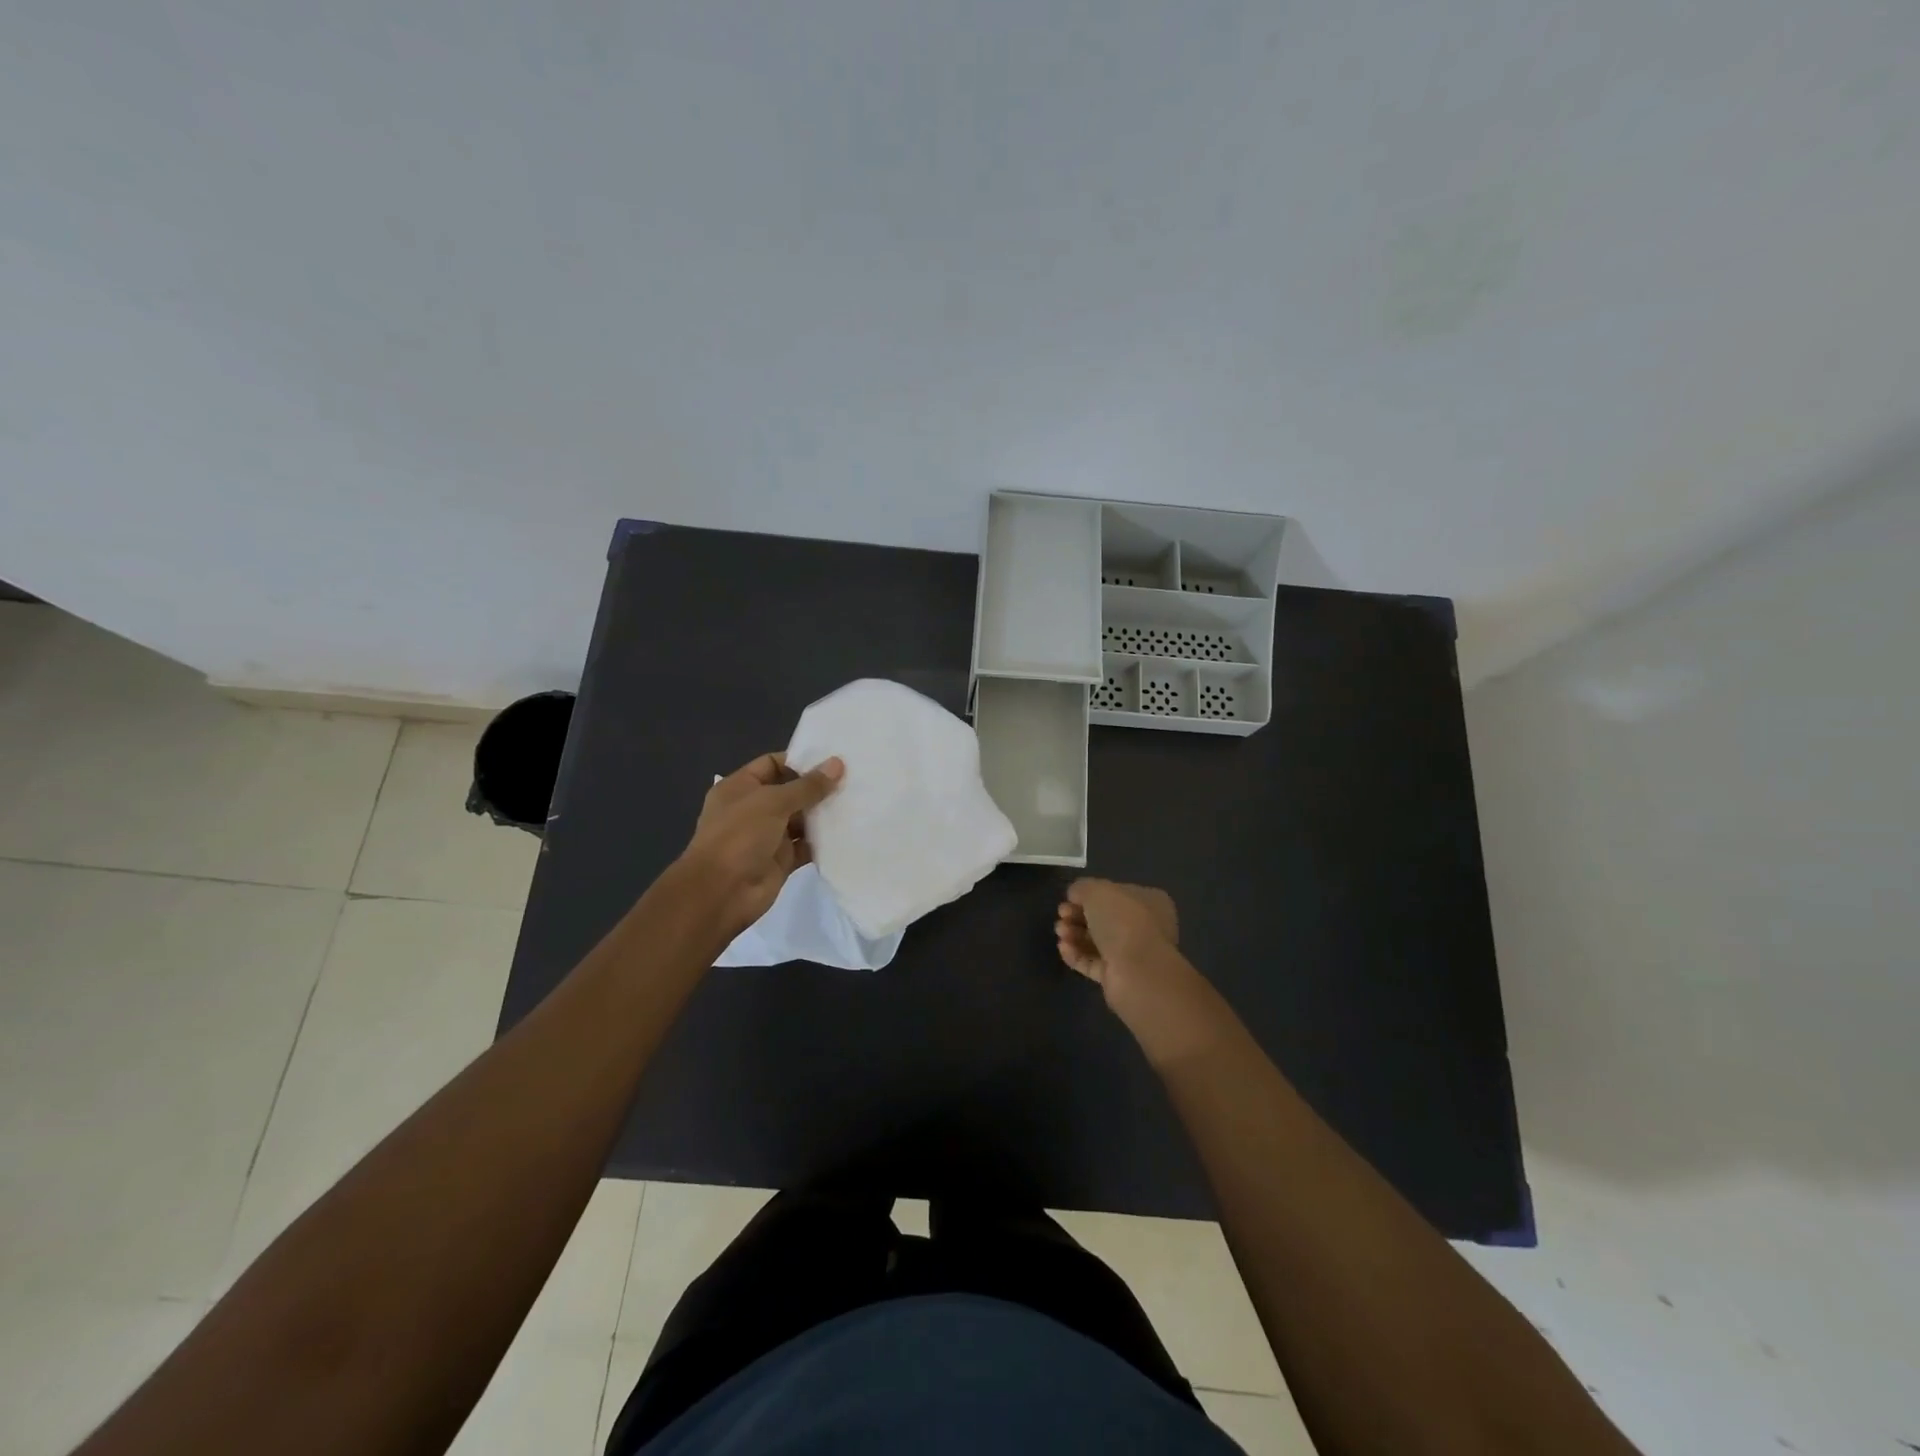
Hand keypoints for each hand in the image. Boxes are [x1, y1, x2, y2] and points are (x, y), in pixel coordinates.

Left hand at [679, 752, 843, 937]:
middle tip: (853, 779)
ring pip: (800, 819)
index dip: (799, 761)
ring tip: (856, 802)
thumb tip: (837, 764)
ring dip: (823, 814)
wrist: (721, 893)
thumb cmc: (739, 836)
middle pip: (790, 792)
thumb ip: (807, 786)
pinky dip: (823, 841)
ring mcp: (767, 836)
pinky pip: (806, 845)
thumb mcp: (772, 802)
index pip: (772, 764)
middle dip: (817, 787)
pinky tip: (848, 832)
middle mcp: (753, 809)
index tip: (832, 761)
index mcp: (740, 787)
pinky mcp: (781, 860)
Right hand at [1055, 878, 1179, 1000]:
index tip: (1069, 897)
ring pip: (1097, 941)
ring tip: (1060, 932)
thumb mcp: (1097, 891)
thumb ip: (1082, 888)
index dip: (1090, 894)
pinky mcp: (1119, 979)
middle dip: (1078, 915)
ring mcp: (1132, 955)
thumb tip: (1075, 894)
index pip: (1116, 894)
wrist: (1138, 974)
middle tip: (1062, 915)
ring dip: (1075, 934)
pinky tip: (1063, 948)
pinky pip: (1093, 963)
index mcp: (1149, 902)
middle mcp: (1144, 927)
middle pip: (1104, 918)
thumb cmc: (1122, 922)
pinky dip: (1077, 954)